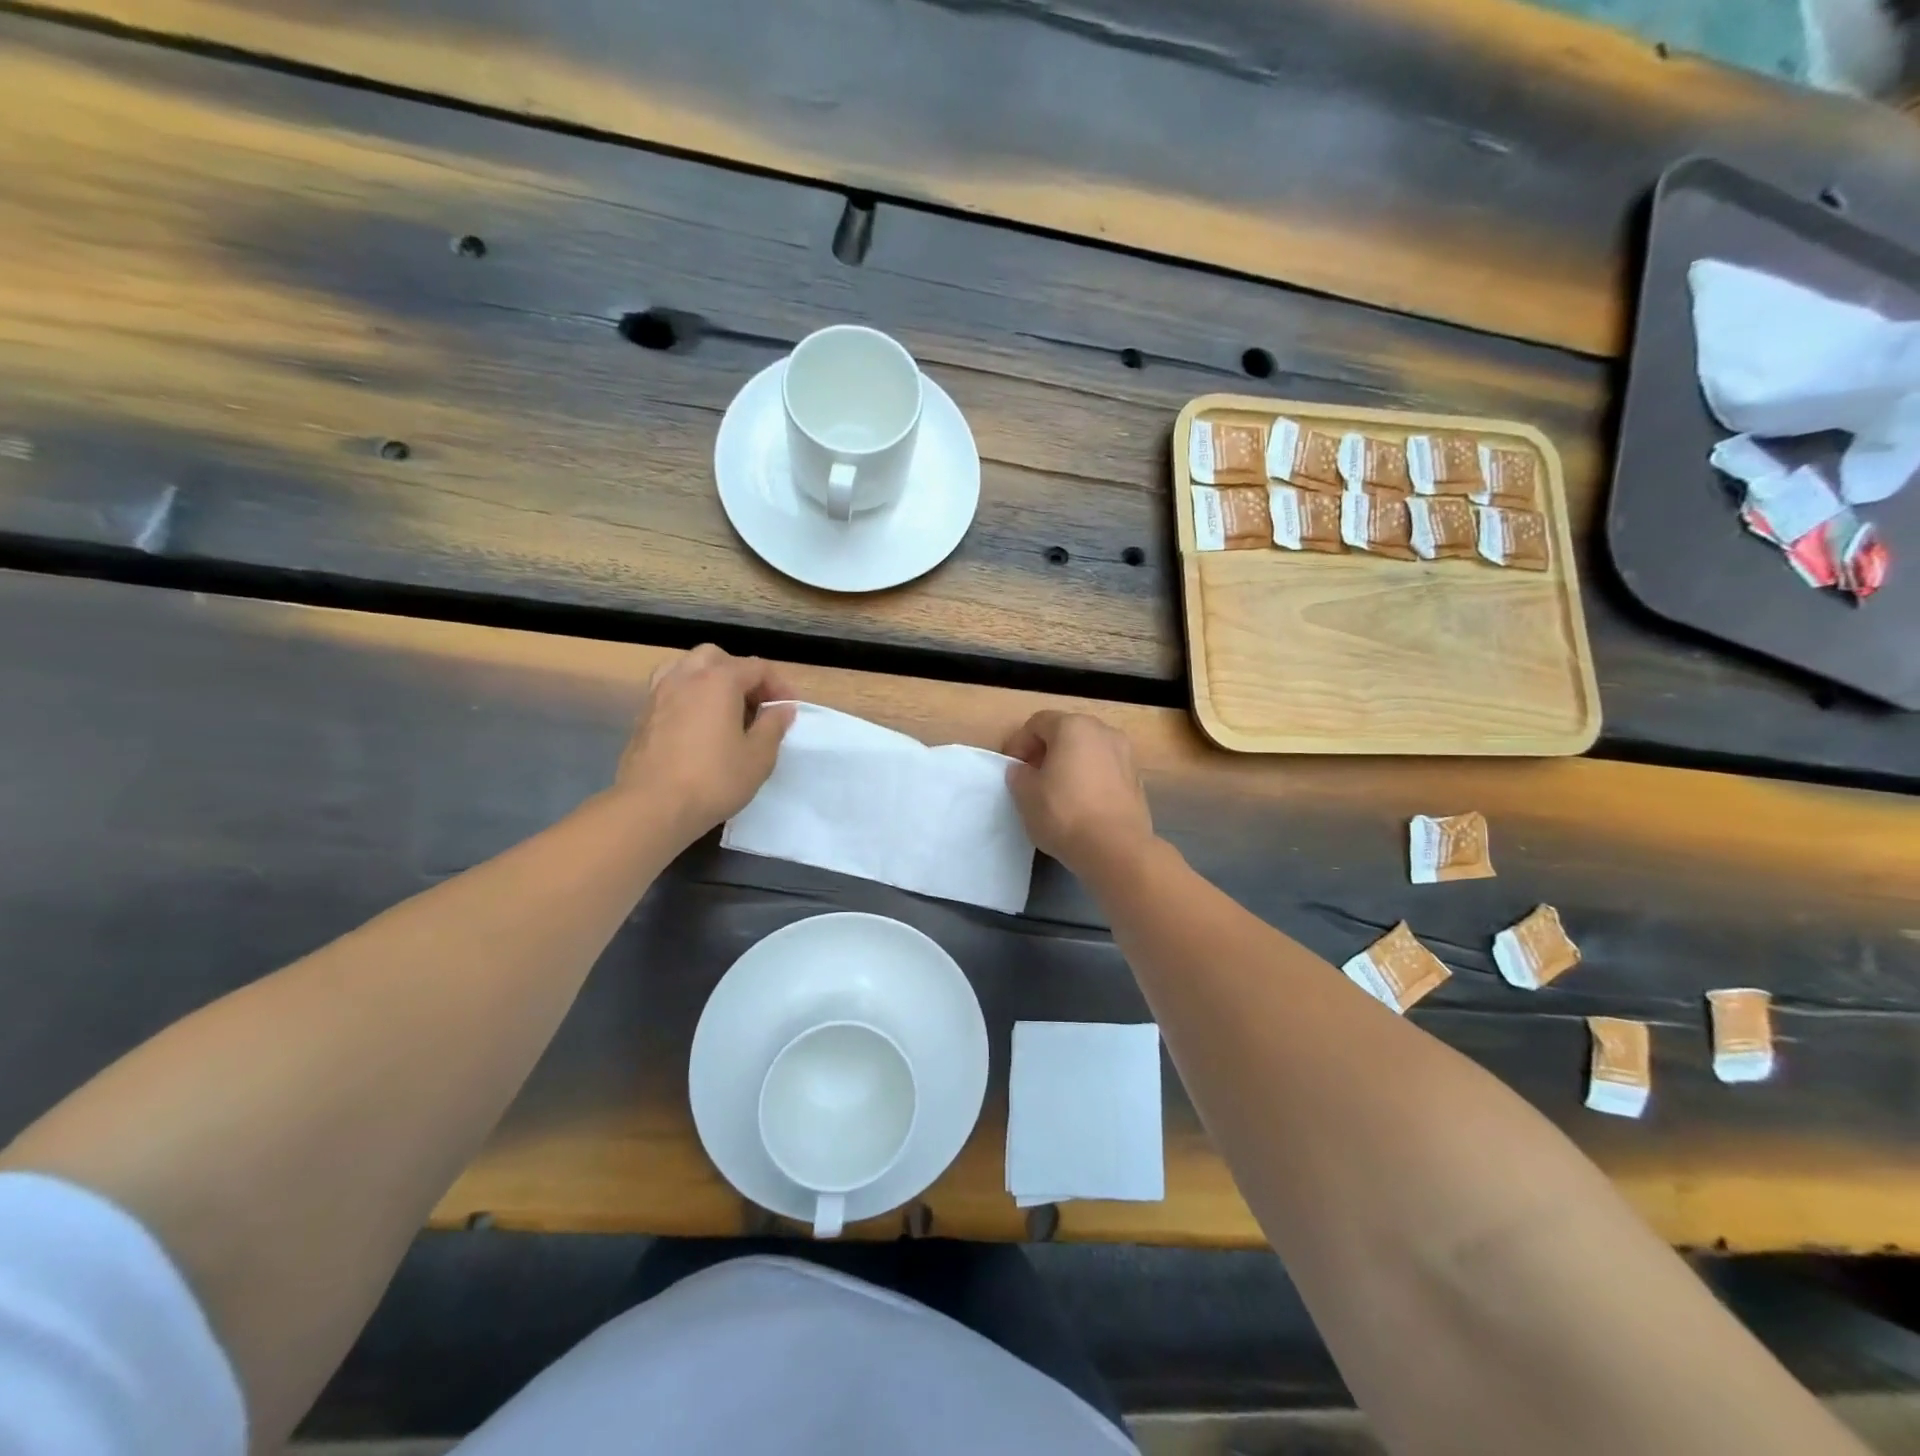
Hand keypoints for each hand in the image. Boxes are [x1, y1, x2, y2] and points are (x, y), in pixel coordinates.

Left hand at [617, 645, 796, 838]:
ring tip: (724, 709)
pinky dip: (690, 696)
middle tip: (755, 705)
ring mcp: (659, 694)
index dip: (779, 685)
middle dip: (741, 675)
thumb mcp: (759, 756)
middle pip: (718, 658)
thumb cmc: (714, 779)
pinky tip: (698, 725)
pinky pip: (671, 690)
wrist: (652, 807)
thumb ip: (774, 725)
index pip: (757, 668)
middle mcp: (686, 677)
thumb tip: (782, 708)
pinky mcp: (643, 715)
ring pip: (688, 668)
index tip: (789, 709)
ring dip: (711, 681)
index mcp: (719, 680)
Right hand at [1003, 711, 1154, 875]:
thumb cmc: (1064, 813)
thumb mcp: (1025, 794)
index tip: (1011, 768)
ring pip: (1088, 751)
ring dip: (1070, 764)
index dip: (1019, 743)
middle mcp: (1103, 731)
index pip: (1037, 723)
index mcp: (1073, 726)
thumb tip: (1024, 770)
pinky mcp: (1137, 780)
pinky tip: (1082, 805)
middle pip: (1066, 733)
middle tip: (1032, 777)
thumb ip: (1019, 774)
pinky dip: (1090, 779)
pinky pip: (1105, 771)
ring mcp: (1125, 754)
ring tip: (1057, 792)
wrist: (1116, 849)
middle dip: (1046, 751)